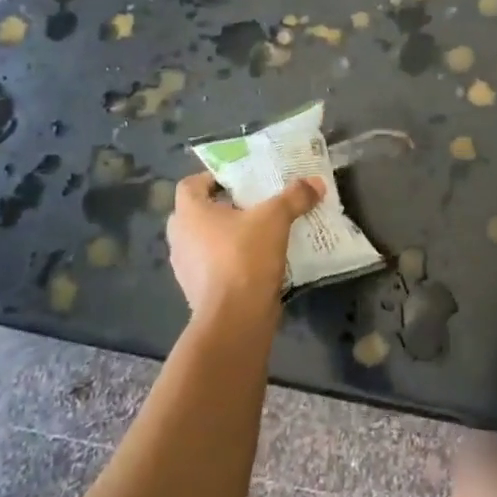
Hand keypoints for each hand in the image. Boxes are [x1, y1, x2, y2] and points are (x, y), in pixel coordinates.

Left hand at [166, 173, 323, 327]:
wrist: (235, 317)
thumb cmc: (245, 257)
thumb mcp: (275, 218)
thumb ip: (294, 197)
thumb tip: (316, 182)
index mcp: (189, 214)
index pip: (189, 185)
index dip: (211, 179)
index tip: (238, 181)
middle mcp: (180, 238)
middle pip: (197, 213)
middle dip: (221, 208)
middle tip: (251, 205)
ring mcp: (186, 268)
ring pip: (204, 241)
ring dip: (225, 236)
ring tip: (257, 232)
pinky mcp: (198, 292)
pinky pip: (213, 267)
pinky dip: (230, 261)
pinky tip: (256, 261)